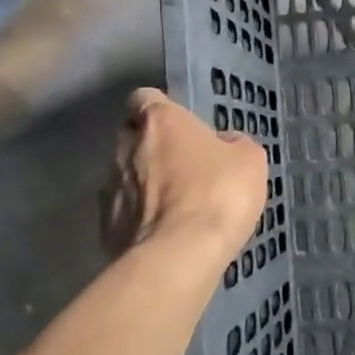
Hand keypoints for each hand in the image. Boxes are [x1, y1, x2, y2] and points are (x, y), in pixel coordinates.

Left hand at [101, 88, 267, 262]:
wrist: (179, 256)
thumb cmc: (218, 193)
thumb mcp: (250, 160)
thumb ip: (233, 143)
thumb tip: (223, 145)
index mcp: (159, 120)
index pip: (145, 98)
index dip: (162, 110)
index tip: (182, 127)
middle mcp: (125, 147)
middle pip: (131, 136)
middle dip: (151, 148)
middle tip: (182, 167)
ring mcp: (109, 188)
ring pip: (124, 176)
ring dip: (143, 185)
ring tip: (173, 207)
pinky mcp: (104, 227)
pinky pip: (123, 213)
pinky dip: (138, 219)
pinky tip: (163, 234)